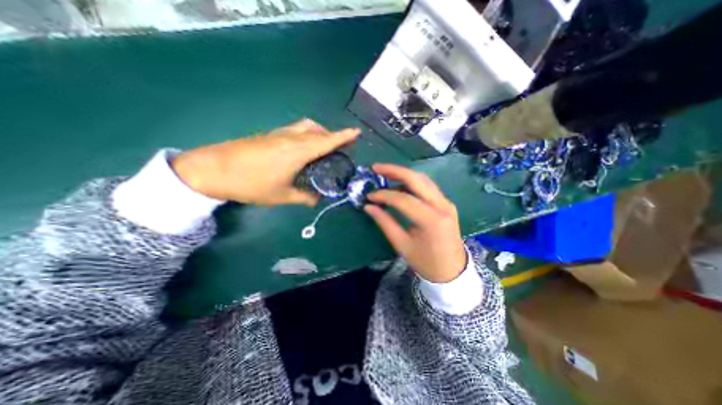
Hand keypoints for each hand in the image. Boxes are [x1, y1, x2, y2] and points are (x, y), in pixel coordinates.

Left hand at [169, 117, 360, 205]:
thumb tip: (317, 200)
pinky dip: (306, 134)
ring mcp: (278, 134)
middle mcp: (290, 138)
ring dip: (319, 133)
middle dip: (333, 135)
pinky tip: (304, 148)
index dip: (343, 137)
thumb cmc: (250, 184)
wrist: (211, 170)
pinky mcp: (269, 135)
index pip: (326, 141)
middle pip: (317, 130)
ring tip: (324, 146)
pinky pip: (295, 130)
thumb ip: (304, 198)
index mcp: (296, 152)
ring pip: (306, 127)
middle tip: (341, 147)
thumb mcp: (281, 196)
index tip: (356, 132)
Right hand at [364, 162, 464, 281]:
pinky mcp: (446, 203)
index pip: (403, 199)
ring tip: (385, 173)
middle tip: (376, 167)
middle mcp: (442, 206)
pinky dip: (412, 182)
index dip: (384, 195)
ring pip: (423, 179)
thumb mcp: (402, 245)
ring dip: (403, 174)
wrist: (452, 271)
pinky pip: (427, 186)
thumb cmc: (426, 262)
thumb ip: (385, 223)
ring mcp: (446, 202)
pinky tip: (399, 184)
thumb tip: (369, 206)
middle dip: (394, 170)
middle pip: (416, 179)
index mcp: (432, 220)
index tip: (369, 196)